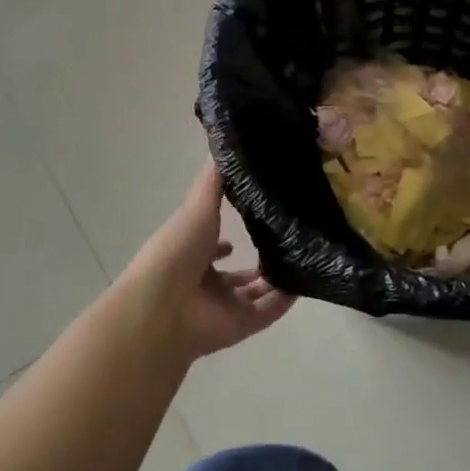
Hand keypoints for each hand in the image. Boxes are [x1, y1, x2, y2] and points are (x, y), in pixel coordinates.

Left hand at [118, 160, 294, 359]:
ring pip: (255, 294)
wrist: (163, 306)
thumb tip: (226, 144)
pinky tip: (305, 280)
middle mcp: (205, 283)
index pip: (213, 247)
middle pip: (237, 275)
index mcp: (190, 256)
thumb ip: (214, 182)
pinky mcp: (240, 326)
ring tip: (304, 256)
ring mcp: (223, 307)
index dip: (227, 239)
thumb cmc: (176, 250)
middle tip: (290, 238)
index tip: (254, 220)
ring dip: (276, 279)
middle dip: (259, 260)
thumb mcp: (197, 206)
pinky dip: (285, 300)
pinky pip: (268, 312)